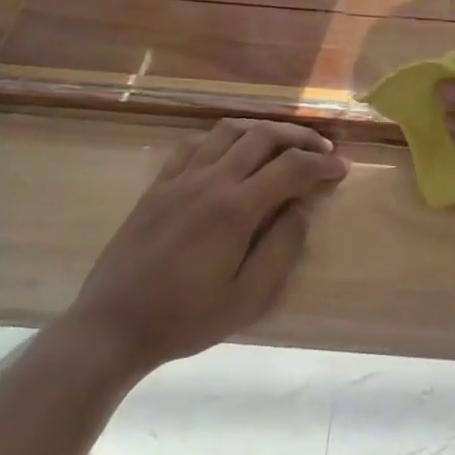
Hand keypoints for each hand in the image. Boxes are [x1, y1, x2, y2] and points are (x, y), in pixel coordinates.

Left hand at [61, 119, 347, 377]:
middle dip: (299, 137)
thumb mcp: (248, 297)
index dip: (322, 163)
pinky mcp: (158, 185)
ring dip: (263, 129)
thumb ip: (282, 247)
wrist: (112, 326)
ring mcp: (180, 178)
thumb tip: (303, 207)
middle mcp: (210, 180)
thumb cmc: (186, 318)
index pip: (291, 167)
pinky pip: (195, 143)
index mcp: (235, 208)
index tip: (341, 168)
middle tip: (322, 148)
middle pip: (263, 136)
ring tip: (282, 142)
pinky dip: (223, 138)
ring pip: (229, 130)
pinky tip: (231, 151)